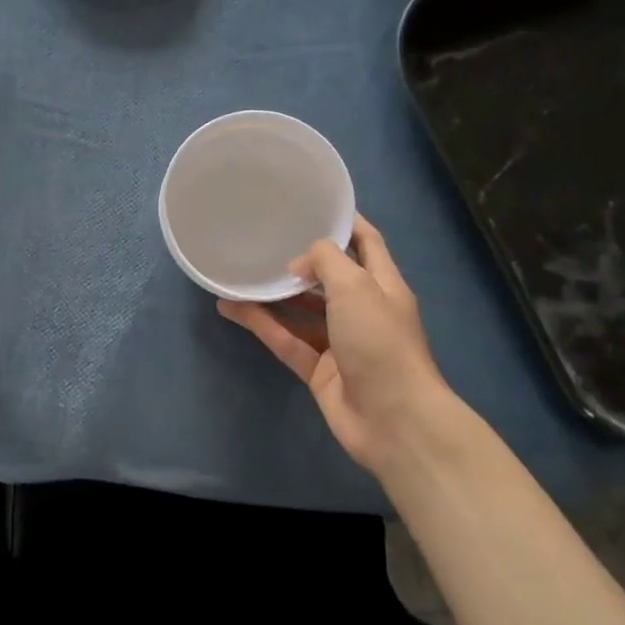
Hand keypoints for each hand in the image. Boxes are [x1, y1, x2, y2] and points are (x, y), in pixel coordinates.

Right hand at [219, 216, 447, 473]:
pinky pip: (285, 339)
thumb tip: (297, 265)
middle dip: (301, 260)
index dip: (344, 222)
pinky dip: (260, 324)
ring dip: (274, 294)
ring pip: (301, 310)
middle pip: (330, 277)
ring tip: (240, 272)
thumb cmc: (381, 342)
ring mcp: (340, 342)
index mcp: (383, 284)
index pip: (366, 242)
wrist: (393, 420)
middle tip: (265, 239)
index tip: (312, 205)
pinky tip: (230, 308)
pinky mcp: (318, 369)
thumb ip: (326, 262)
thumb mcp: (356, 287)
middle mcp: (362, 310)